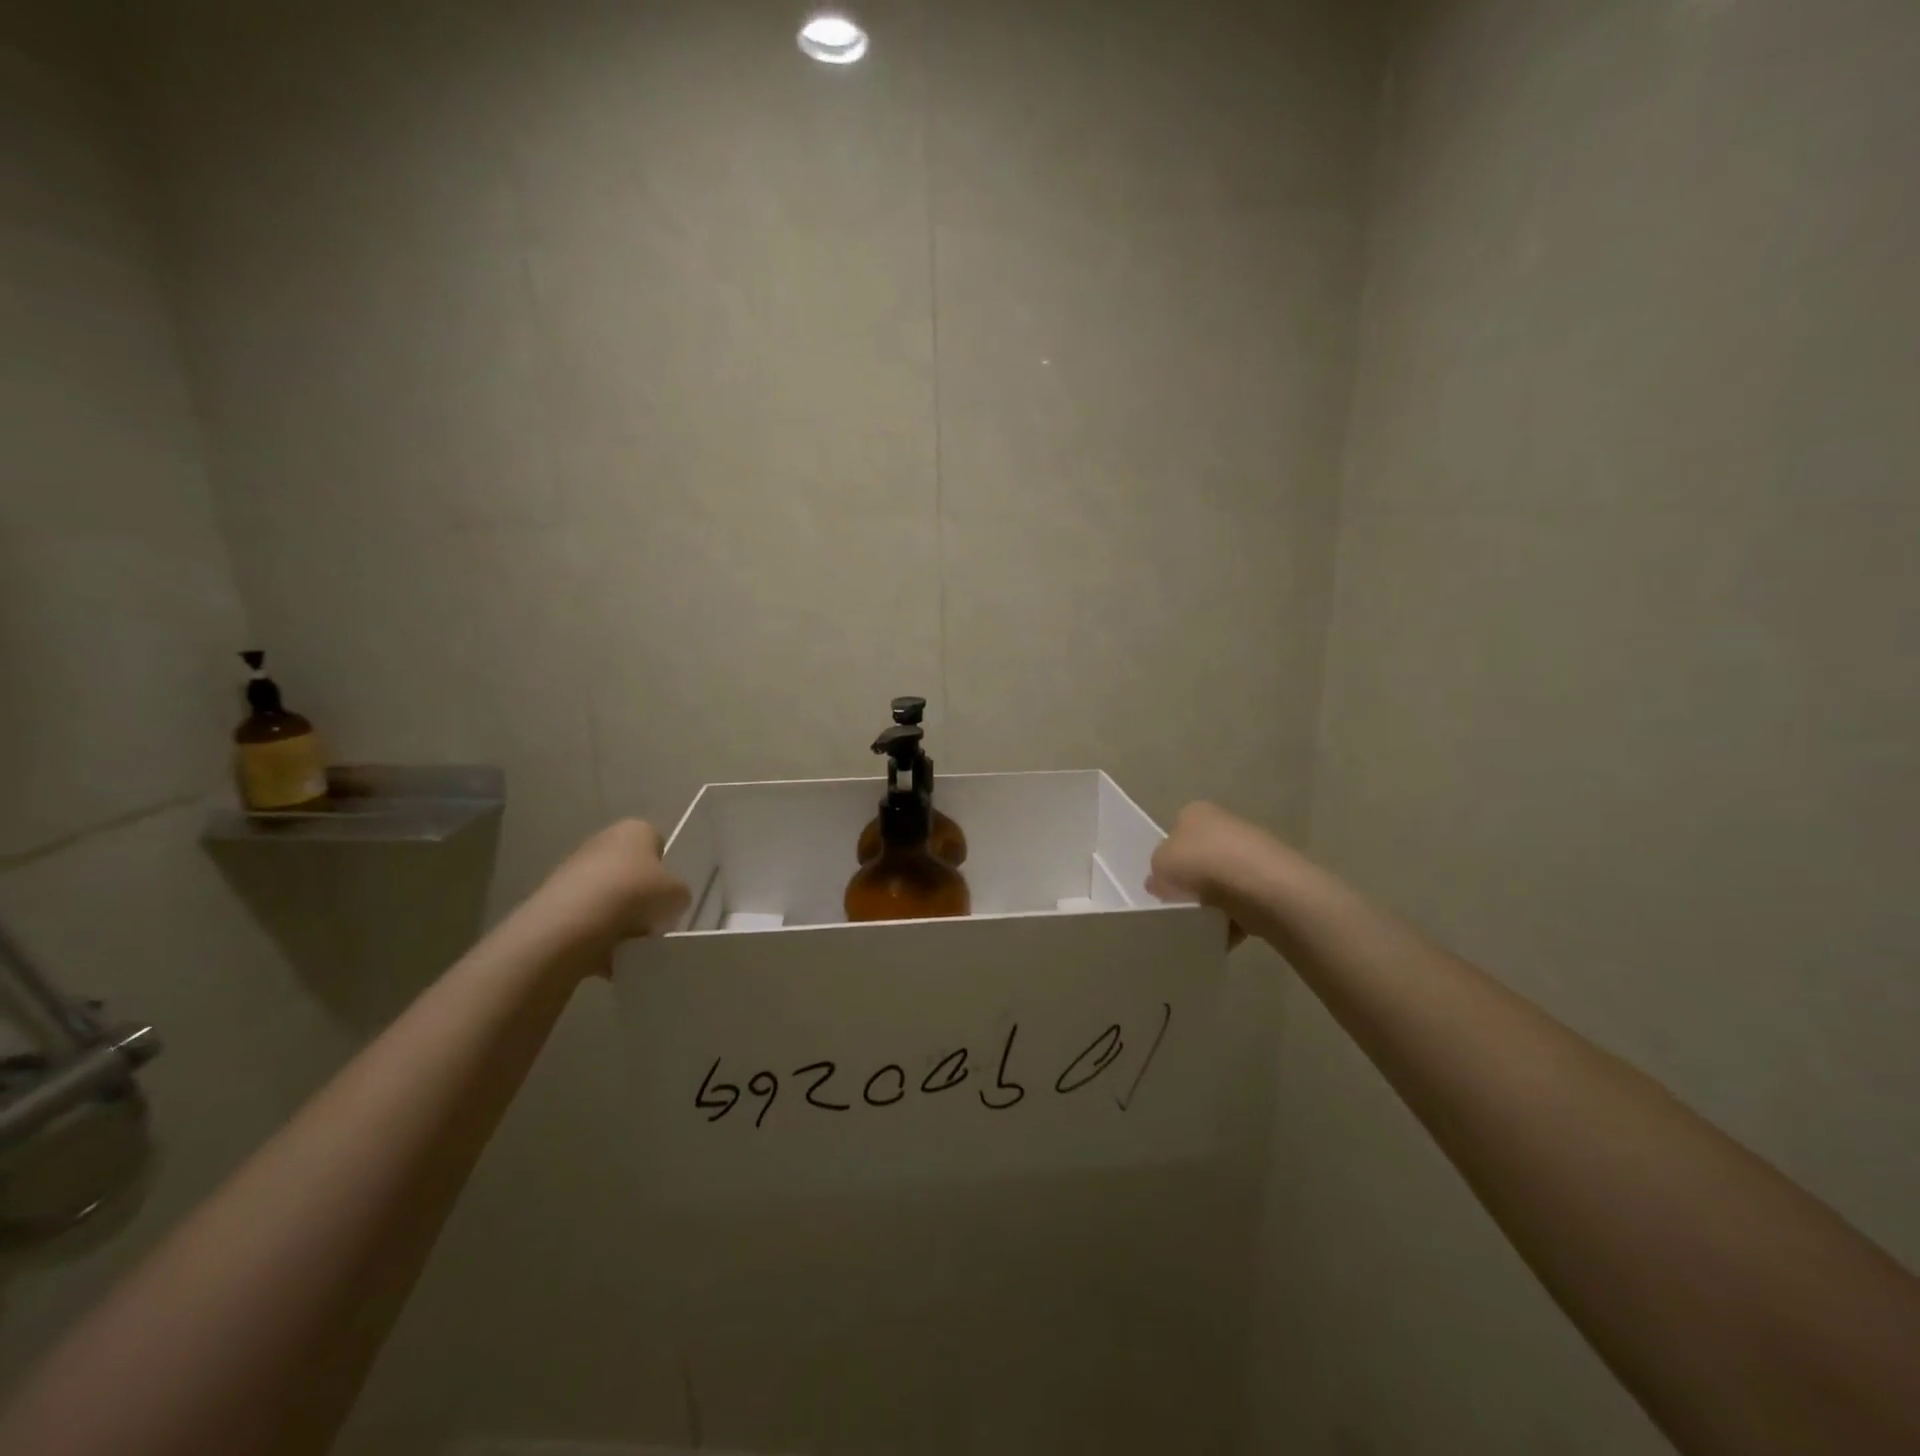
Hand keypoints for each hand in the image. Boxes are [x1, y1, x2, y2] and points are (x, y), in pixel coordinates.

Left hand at [526, 819, 690, 969]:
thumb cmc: (634, 895)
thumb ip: (678, 894)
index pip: (657, 845)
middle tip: (650, 921)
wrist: (572, 922)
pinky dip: (596, 933)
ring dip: (618, 917)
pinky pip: (586, 916)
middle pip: (631, 871)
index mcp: (635, 829)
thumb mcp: (678, 895)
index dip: (665, 872)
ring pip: (608, 895)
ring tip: (627, 941)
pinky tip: (603, 951)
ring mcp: (573, 868)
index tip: (666, 896)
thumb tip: (668, 902)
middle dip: (639, 896)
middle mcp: (603, 840)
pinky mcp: (553, 897)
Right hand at [1149, 802, 1285, 946]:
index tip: (1163, 882)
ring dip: (1212, 901)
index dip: (1167, 857)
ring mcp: (1252, 851)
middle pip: (1200, 857)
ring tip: (1203, 920)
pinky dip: (1233, 917)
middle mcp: (1225, 824)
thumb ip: (1156, 871)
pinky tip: (1225, 930)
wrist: (1262, 887)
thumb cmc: (1202, 864)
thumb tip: (1161, 881)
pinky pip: (1243, 902)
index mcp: (1196, 812)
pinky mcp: (1272, 880)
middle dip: (1191, 881)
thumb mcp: (1160, 864)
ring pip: (1222, 881)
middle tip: (1180, 903)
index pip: (1175, 831)